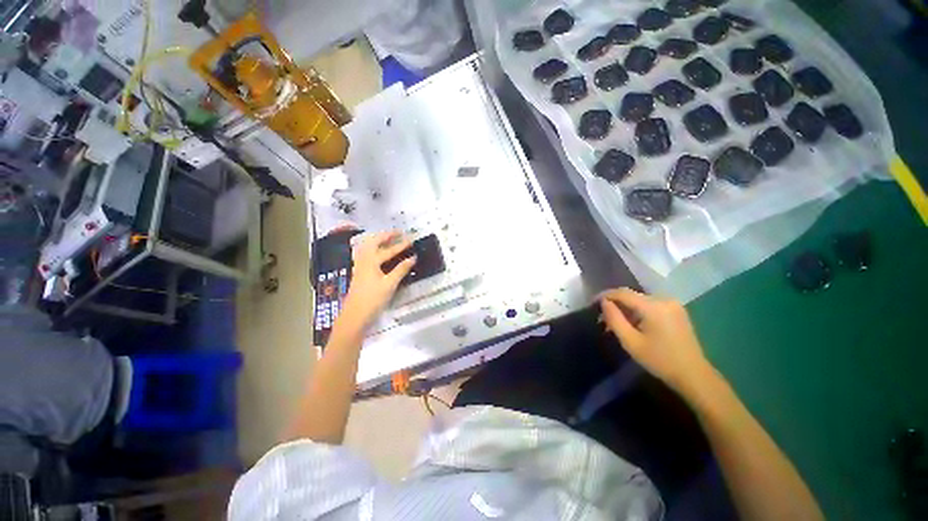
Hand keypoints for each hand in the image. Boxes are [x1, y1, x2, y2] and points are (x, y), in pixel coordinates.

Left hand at [340, 231, 415, 329]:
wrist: (355, 316)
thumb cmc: (373, 299)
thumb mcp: (390, 284)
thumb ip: (401, 269)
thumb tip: (413, 258)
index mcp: (371, 262)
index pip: (388, 250)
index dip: (401, 245)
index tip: (411, 240)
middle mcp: (364, 261)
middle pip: (374, 243)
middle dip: (386, 236)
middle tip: (398, 233)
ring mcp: (360, 267)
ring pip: (368, 248)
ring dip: (378, 241)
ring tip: (388, 238)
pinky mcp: (360, 273)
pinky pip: (366, 255)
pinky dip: (373, 249)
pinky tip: (378, 253)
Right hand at [600, 288, 716, 396]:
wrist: (694, 375)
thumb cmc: (660, 360)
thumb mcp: (631, 342)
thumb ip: (614, 319)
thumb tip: (604, 302)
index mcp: (653, 306)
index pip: (622, 293)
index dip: (605, 295)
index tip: (592, 303)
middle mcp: (664, 299)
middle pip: (632, 296)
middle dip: (616, 304)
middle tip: (604, 318)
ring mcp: (673, 304)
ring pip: (640, 300)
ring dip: (627, 308)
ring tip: (617, 323)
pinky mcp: (677, 310)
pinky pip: (651, 305)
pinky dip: (639, 311)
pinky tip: (634, 324)